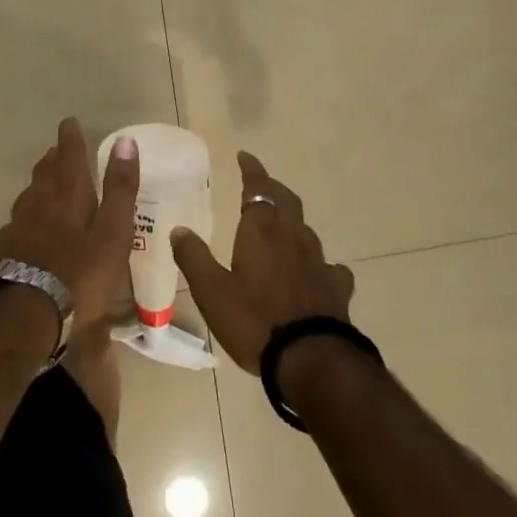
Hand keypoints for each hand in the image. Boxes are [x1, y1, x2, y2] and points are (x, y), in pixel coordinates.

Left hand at [0, 118, 138, 328]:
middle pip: (44, 175)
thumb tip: (125, 142)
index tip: (69, 122)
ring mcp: (16, 229)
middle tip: (56, 150)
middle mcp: (38, 204)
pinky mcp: (2, 254)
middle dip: (52, 160)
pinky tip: (21, 228)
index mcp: (68, 196)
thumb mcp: (113, 232)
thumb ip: (119, 188)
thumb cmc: (81, 274)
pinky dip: (22, 219)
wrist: (27, 315)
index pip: (69, 157)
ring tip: (43, 184)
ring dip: (37, 186)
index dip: (71, 139)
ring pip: (26, 198)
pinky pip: (13, 226)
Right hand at [172, 151, 354, 371]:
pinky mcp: (336, 288)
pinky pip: (329, 265)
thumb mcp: (211, 291)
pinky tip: (316, 271)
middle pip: (286, 200)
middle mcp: (292, 237)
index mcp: (261, 232)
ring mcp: (319, 262)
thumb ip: (194, 257)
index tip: (245, 156)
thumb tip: (179, 229)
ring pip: (306, 229)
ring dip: (292, 220)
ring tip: (282, 225)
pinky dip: (318, 262)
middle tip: (261, 183)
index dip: (252, 170)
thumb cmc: (254, 321)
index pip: (258, 188)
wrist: (313, 359)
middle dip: (273, 187)